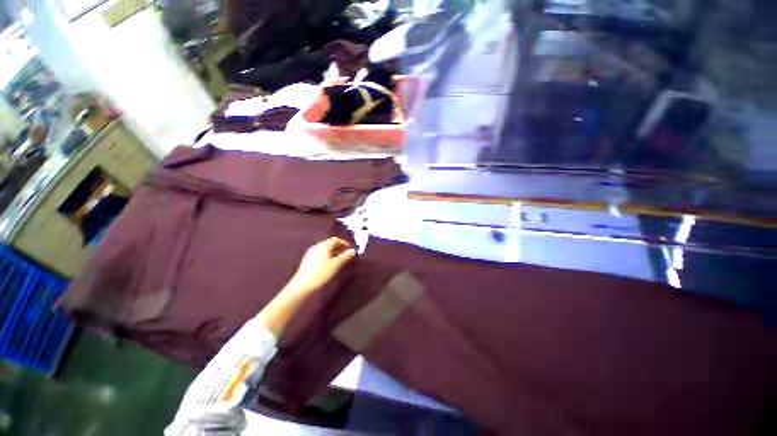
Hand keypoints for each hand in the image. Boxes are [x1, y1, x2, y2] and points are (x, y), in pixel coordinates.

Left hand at [287, 237, 355, 294]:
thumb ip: (345, 256)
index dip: (344, 243)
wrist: (302, 285)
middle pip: (329, 243)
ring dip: (332, 251)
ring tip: (338, 259)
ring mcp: (310, 253)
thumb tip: (353, 251)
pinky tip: (327, 264)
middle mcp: (317, 246)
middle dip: (338, 247)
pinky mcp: (307, 260)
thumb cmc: (321, 273)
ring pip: (324, 248)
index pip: (335, 239)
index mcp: (324, 245)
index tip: (349, 249)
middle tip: (345, 254)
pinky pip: (319, 253)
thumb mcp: (336, 265)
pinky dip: (326, 255)